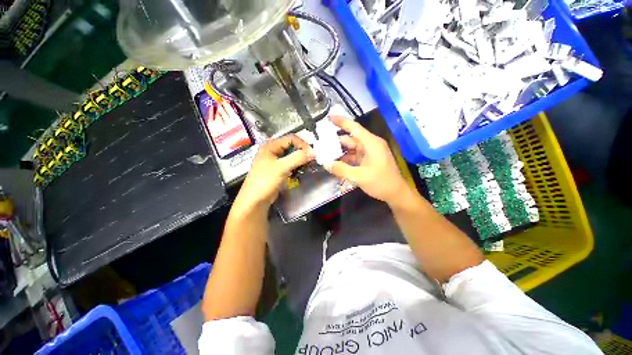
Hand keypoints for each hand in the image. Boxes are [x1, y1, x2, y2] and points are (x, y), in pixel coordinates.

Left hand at [236, 135, 313, 209]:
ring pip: (292, 156)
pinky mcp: (278, 170)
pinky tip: (300, 172)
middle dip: (302, 153)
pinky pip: (290, 165)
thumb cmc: (265, 181)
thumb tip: (313, 152)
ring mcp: (275, 161)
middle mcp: (273, 150)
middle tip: (311, 161)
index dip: (302, 145)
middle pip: (292, 147)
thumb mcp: (282, 167)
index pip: (291, 139)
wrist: (255, 200)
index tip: (311, 154)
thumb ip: (298, 158)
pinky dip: (296, 167)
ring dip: (300, 161)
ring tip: (307, 167)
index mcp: (271, 145)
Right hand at [323, 116, 407, 204]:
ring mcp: (369, 153)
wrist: (396, 194)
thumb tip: (325, 164)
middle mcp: (370, 145)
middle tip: (321, 145)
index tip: (328, 118)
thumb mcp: (359, 176)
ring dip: (340, 153)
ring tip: (325, 156)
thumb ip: (341, 169)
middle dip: (336, 143)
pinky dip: (345, 160)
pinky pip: (354, 157)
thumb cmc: (381, 182)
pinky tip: (336, 165)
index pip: (354, 128)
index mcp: (371, 143)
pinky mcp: (368, 160)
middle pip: (350, 140)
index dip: (341, 122)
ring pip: (351, 149)